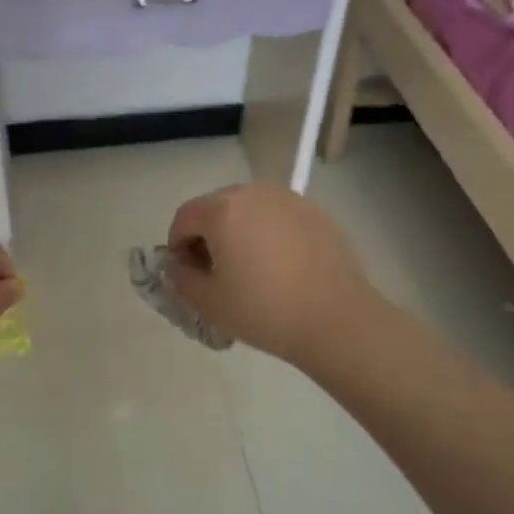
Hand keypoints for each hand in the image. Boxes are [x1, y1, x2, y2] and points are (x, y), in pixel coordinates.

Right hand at [166, 184, 375, 369]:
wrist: (336, 320)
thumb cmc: (264, 310)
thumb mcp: (208, 302)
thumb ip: (181, 278)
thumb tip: (180, 265)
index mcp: (222, 210)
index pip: (184, 217)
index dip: (177, 245)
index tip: (187, 273)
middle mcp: (254, 193)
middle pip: (216, 208)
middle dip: (208, 235)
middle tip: (216, 272)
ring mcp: (289, 200)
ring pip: (249, 210)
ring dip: (239, 232)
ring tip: (250, 268)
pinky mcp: (316, 213)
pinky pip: (278, 217)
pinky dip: (269, 234)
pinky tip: (281, 267)